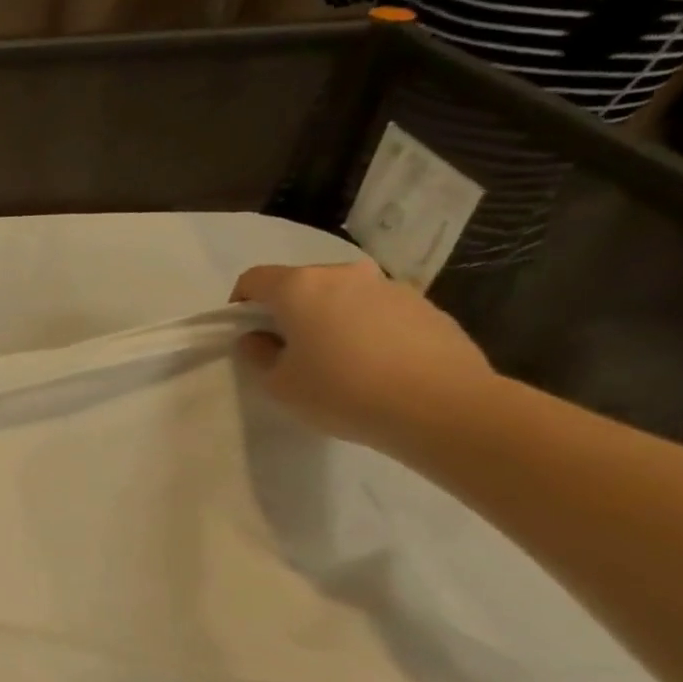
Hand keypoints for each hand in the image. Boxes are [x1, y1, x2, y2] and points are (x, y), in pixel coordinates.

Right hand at [230, 261, 495, 453]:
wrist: (441, 406)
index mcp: (301, 287)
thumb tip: (259, 337)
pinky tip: (376, 366)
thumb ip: (259, 354)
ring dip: (330, 318)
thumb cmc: (342, 391)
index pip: (254, 279)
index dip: (240, 304)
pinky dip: (367, 329)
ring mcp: (391, 287)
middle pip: (301, 283)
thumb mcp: (278, 384)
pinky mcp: (426, 306)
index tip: (246, 334)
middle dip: (288, 311)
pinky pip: (379, 311)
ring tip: (338, 361)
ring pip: (343, 296)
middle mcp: (345, 275)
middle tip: (290, 351)